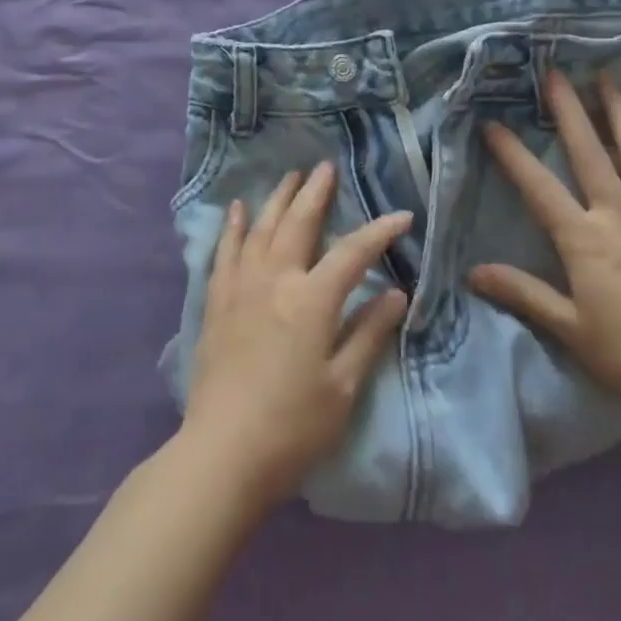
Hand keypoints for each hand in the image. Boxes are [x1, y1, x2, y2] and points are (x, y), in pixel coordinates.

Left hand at [180, 164, 411, 513]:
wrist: (222, 453)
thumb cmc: (293, 427)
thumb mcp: (344, 387)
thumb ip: (369, 334)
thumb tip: (397, 293)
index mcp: (312, 300)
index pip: (354, 253)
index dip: (380, 231)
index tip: (402, 216)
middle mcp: (276, 279)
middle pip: (299, 223)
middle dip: (316, 192)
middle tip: (325, 167)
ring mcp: (241, 286)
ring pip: (262, 228)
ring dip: (278, 198)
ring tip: (289, 176)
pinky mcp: (217, 301)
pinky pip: (225, 251)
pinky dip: (234, 226)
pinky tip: (238, 209)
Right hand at [469, 71, 620, 419]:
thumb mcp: (570, 329)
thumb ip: (523, 294)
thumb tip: (473, 272)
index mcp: (584, 239)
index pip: (538, 187)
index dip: (512, 154)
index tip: (491, 123)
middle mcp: (620, 214)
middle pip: (589, 153)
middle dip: (568, 111)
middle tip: (554, 72)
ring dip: (620, 112)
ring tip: (607, 77)